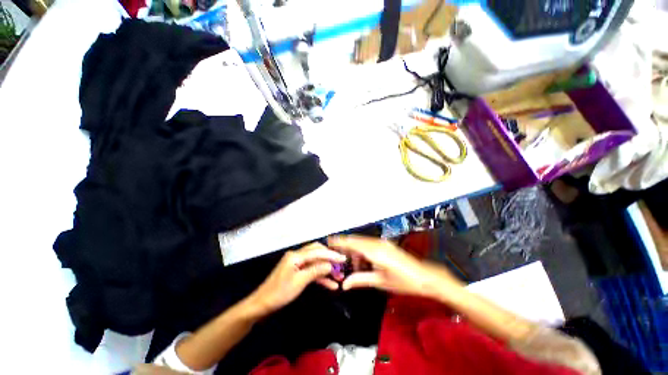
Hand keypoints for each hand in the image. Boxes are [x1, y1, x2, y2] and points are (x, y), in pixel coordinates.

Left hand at [246, 243, 345, 316]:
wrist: (262, 305)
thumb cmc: (279, 293)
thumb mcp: (299, 282)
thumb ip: (315, 271)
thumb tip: (330, 265)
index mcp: (296, 256)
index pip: (317, 252)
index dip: (331, 255)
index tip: (343, 258)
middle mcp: (297, 256)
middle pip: (317, 253)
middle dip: (330, 258)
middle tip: (342, 264)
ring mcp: (297, 264)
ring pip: (316, 263)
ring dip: (327, 269)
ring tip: (339, 277)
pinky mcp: (297, 272)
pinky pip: (311, 271)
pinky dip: (320, 277)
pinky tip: (330, 284)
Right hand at [328, 235, 462, 296]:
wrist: (425, 277)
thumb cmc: (403, 281)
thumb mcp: (380, 282)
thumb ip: (360, 280)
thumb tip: (345, 284)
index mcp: (374, 252)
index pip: (352, 243)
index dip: (339, 241)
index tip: (329, 241)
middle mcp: (377, 243)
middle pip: (356, 241)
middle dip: (347, 249)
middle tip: (341, 260)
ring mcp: (382, 243)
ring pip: (362, 243)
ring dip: (356, 252)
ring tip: (356, 268)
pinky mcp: (386, 245)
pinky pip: (369, 245)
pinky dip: (363, 252)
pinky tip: (365, 263)